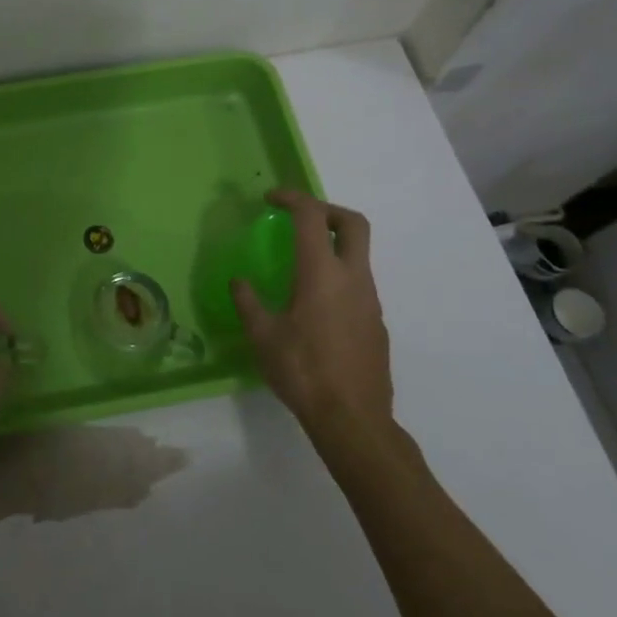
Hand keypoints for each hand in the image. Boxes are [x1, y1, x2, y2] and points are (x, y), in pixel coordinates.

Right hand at [232, 190, 393, 447]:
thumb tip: (239, 281)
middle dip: (327, 210)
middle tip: (299, 218)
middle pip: (354, 223)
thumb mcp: (263, 336)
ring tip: (301, 262)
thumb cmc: (303, 371)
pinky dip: (339, 275)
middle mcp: (353, 278)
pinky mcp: (377, 322)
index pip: (311, 216)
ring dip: (333, 244)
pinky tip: (316, 304)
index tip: (270, 199)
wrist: (353, 419)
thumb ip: (249, 302)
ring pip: (359, 254)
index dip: (291, 198)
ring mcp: (371, 300)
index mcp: (321, 273)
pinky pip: (359, 283)